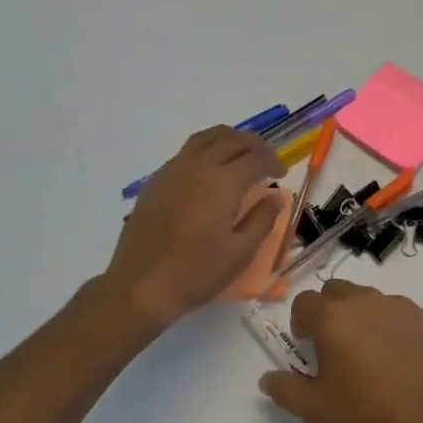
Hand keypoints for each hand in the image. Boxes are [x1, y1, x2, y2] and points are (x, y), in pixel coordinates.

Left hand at [105, 126, 283, 326]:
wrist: (141, 285)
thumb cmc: (196, 273)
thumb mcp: (240, 253)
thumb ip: (262, 220)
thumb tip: (275, 196)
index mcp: (223, 182)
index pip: (256, 157)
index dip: (273, 161)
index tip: (281, 173)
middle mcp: (199, 166)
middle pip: (232, 139)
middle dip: (254, 145)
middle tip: (266, 160)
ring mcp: (174, 169)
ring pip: (207, 137)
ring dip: (229, 140)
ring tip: (240, 155)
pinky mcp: (157, 179)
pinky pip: (187, 151)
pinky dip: (207, 149)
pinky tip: (209, 171)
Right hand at [258, 281, 422, 422]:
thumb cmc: (365, 415)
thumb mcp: (314, 410)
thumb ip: (284, 389)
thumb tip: (267, 378)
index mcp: (331, 317)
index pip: (303, 302)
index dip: (300, 323)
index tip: (307, 348)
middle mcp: (362, 300)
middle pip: (335, 291)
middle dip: (328, 312)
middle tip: (334, 347)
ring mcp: (397, 306)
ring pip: (367, 298)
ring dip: (359, 316)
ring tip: (367, 354)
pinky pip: (396, 311)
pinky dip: (389, 325)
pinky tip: (397, 358)